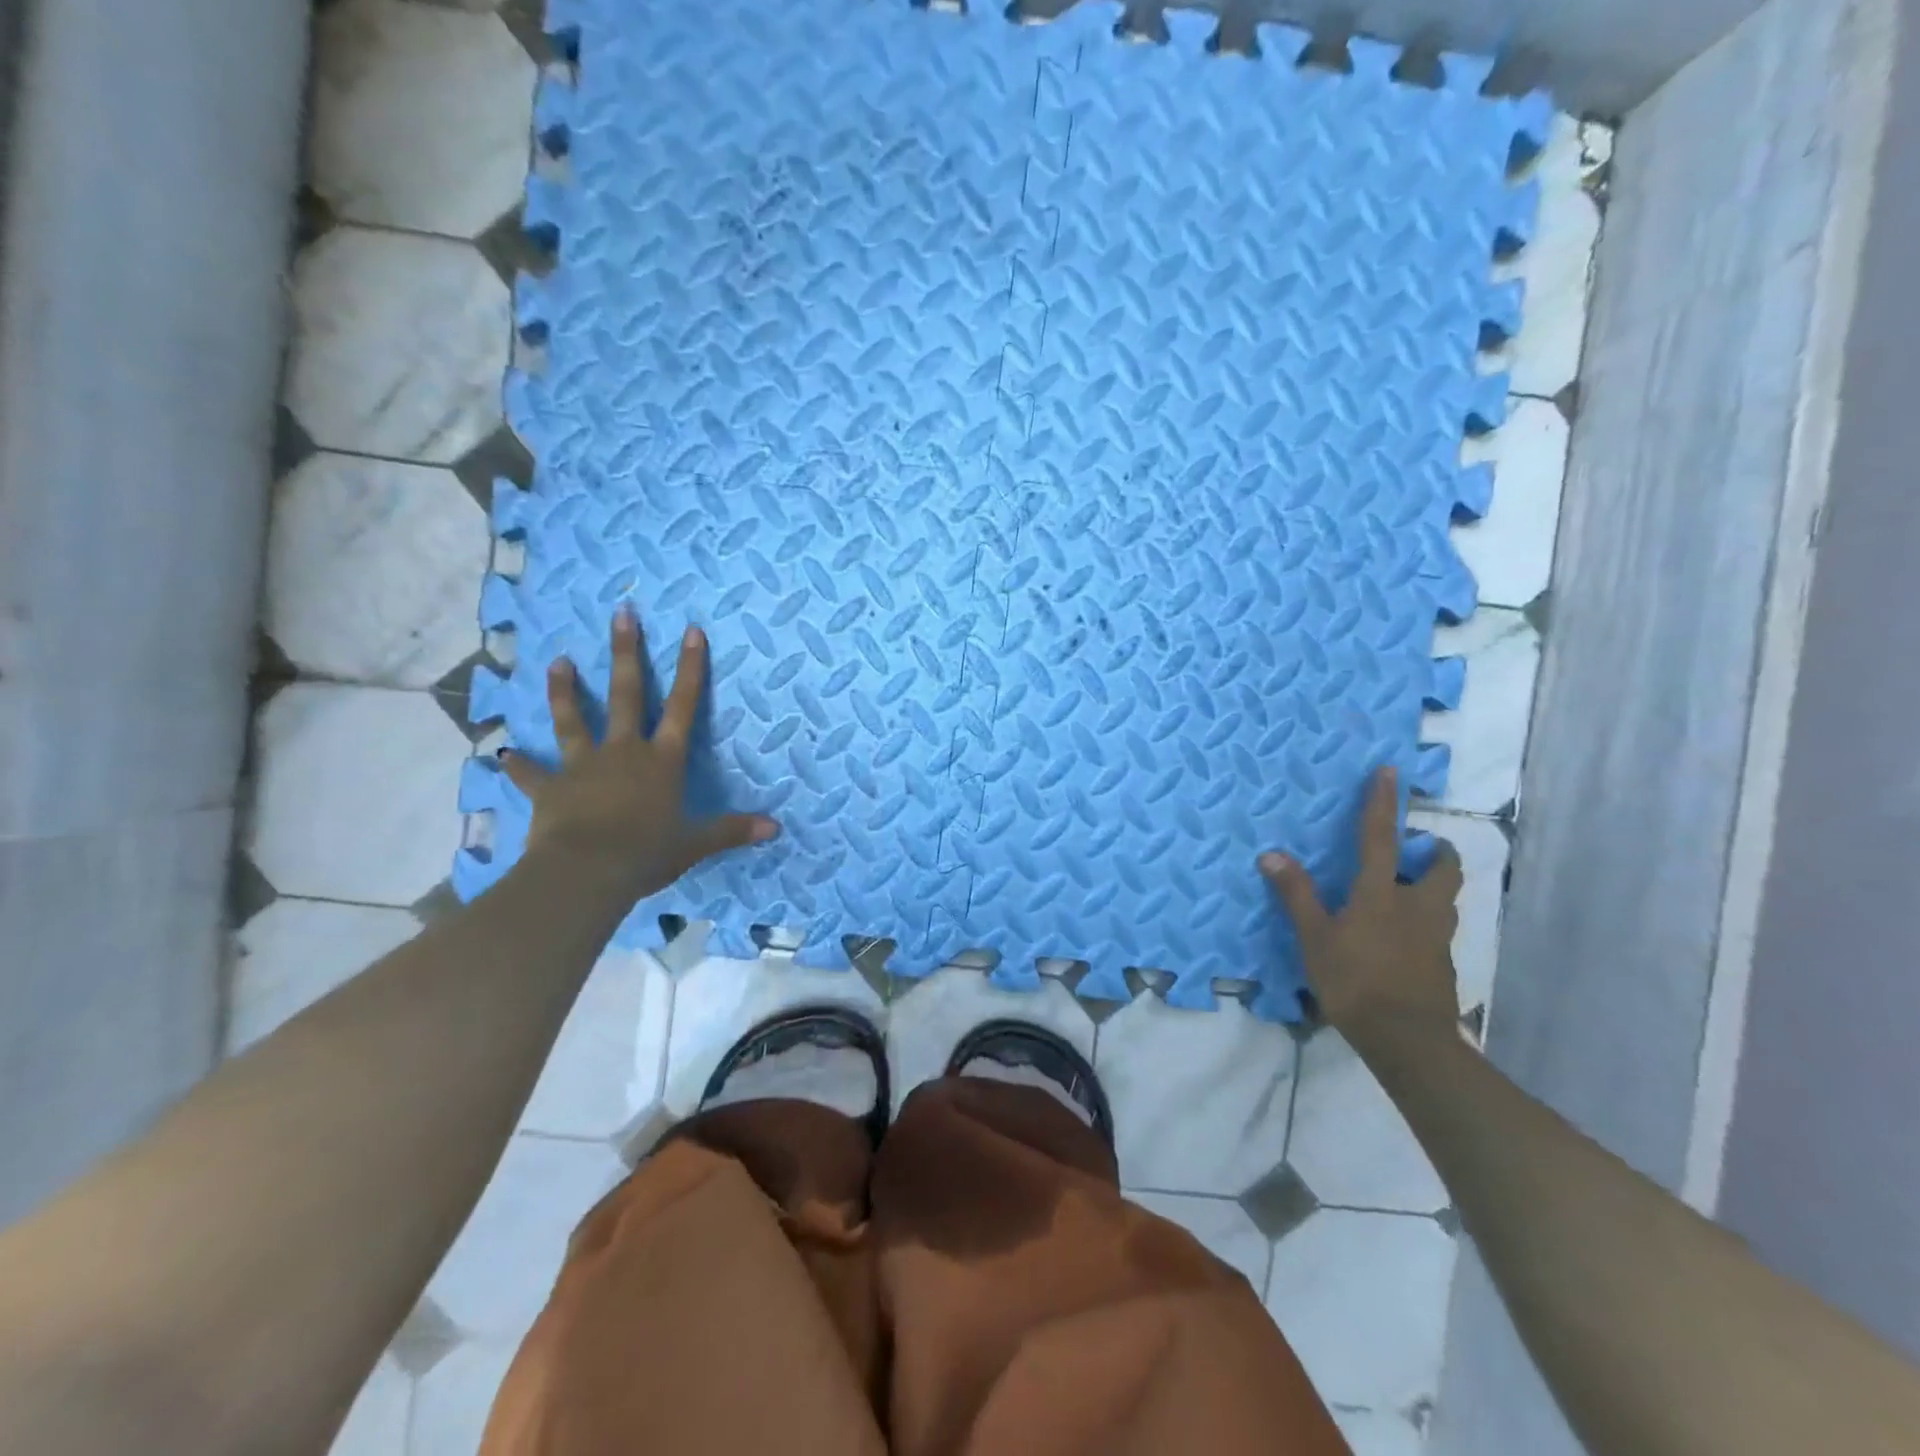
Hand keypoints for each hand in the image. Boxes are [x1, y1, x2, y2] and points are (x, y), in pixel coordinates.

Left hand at [501, 607, 779, 896]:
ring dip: (566, 691)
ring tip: (559, 662)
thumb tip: (775, 828)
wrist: (586, 872)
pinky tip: (503, 752)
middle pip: (626, 695)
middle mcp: (624, 752)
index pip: (683, 706)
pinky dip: (518, 764)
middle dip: (627, 653)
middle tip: (621, 614)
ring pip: (573, 721)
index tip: (691, 631)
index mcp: (662, 761)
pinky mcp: (550, 789)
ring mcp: (583, 766)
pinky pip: (532, 773)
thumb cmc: (646, 853)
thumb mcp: (694, 844)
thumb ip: (731, 831)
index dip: (690, 669)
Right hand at [1259, 765, 1462, 1046]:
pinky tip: (1400, 939)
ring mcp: (1436, 937)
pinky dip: (1423, 923)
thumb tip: (1271, 854)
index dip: (1383, 803)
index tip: (1390, 771)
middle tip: (1418, 850)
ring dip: (1431, 886)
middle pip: (1441, 869)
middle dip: (1435, 853)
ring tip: (1406, 891)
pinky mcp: (1442, 965)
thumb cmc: (1354, 981)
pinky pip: (1436, 931)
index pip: (1380, 837)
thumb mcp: (1315, 938)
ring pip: (1444, 900)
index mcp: (1381, 894)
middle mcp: (1416, 906)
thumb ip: (1296, 895)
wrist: (1407, 1041)